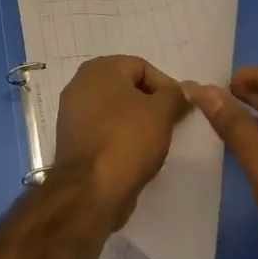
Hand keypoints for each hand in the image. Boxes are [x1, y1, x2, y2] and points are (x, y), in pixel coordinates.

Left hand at [52, 56, 188, 227]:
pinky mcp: (72, 141)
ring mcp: (72, 114)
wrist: (91, 191)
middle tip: (171, 124)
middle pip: (127, 88)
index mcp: (99, 69)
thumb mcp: (162, 112)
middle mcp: (80, 85)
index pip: (142, 67)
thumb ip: (176, 95)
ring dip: (137, 122)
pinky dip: (120, 138)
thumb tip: (185, 91)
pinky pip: (104, 131)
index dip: (167, 87)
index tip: (181, 110)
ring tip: (156, 141)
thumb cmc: (128, 140)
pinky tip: (136, 155)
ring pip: (115, 111)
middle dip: (152, 104)